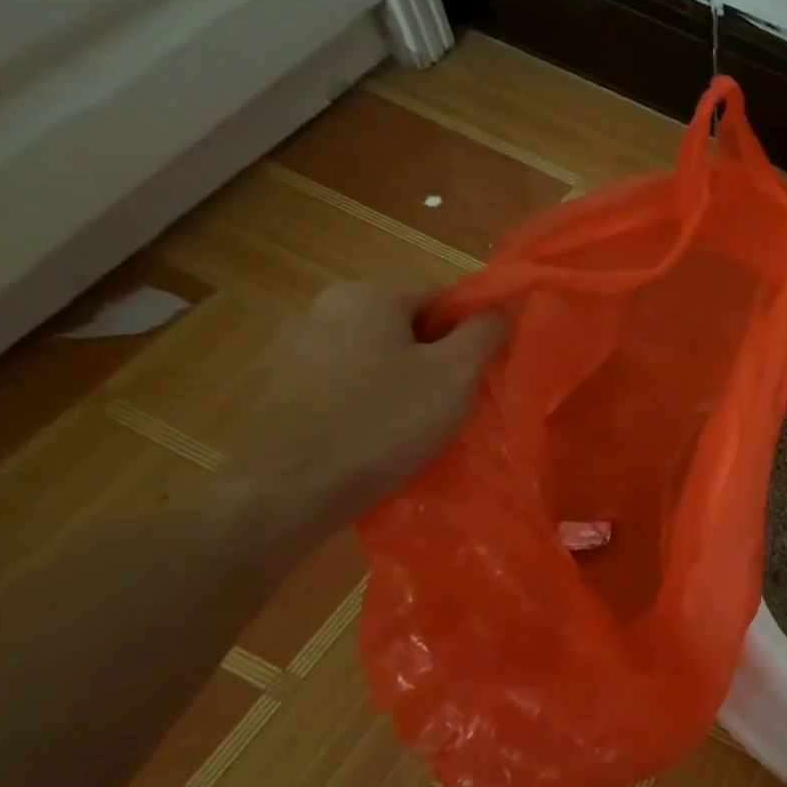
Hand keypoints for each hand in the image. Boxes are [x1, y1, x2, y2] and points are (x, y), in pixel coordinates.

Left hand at [228, 282, 505, 532]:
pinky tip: (381, 433)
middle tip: (457, 397)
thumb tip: (505, 308)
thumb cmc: (384, 422)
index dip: (469, 332)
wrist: (291, 492)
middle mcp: (322, 308)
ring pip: (376, 355)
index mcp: (365, 294)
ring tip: (422, 420)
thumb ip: (486, 332)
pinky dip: (371, 399)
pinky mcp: (281, 387)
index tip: (479, 371)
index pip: (441, 296)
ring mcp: (294, 348)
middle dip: (437, 356)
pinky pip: (347, 381)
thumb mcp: (455, 373)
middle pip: (406, 324)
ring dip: (405, 379)